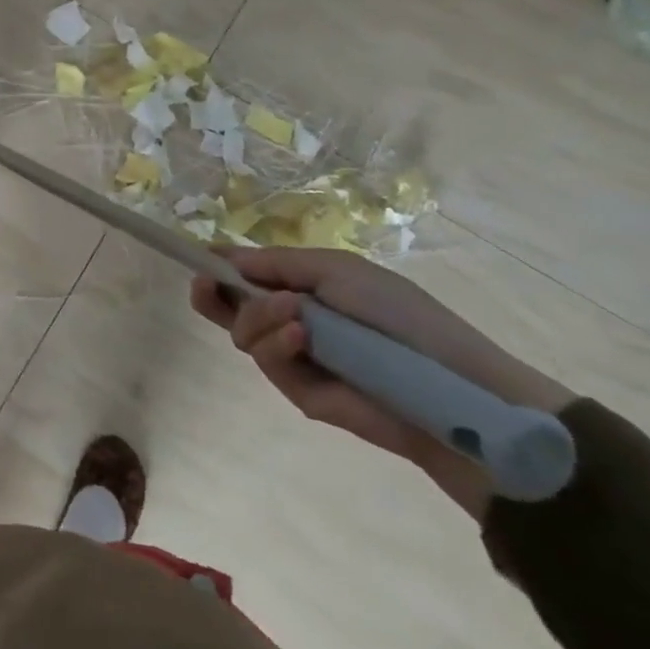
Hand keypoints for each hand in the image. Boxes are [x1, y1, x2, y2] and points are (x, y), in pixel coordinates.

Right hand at [191, 249, 572, 517]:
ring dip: (257, 316)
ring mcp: (293, 357)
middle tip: (204, 285)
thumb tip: (224, 258)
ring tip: (292, 313)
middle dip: (211, 293)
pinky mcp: (299, 391)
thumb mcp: (338, 269)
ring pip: (242, 332)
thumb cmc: (400, 315)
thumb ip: (277, 263)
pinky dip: (277, 344)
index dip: (220, 265)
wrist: (451, 385)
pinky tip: (301, 337)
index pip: (248, 275)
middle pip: (230, 307)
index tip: (198, 257)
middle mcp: (291, 321)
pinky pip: (267, 361)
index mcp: (303, 288)